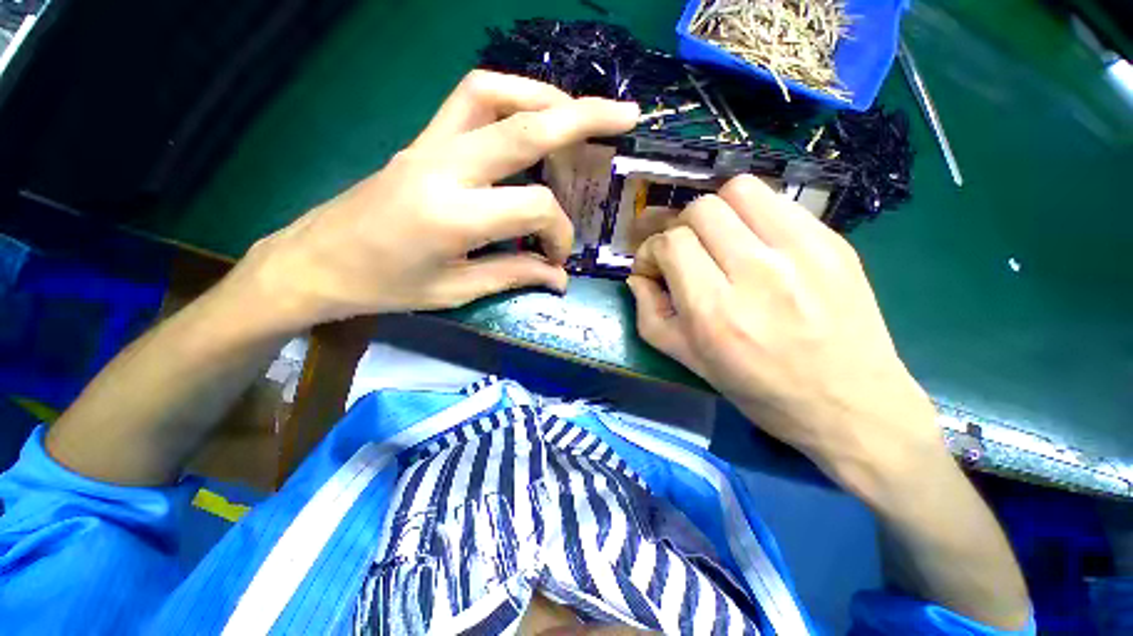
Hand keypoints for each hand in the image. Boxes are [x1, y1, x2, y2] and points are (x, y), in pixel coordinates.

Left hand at [231, 71, 639, 331]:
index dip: (559, 233)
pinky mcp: (422, 139)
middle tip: (626, 116)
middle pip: (525, 125)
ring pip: (494, 92)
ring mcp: (429, 144)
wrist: (318, 261)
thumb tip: (559, 278)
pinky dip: (509, 97)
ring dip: (544, 97)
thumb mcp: (456, 291)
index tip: (557, 259)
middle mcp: (444, 166)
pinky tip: (529, 120)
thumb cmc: (386, 286)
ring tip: (576, 116)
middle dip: (583, 118)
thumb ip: (514, 275)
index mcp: (452, 215)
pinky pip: (469, 99)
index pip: (534, 206)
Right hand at [627, 175, 945, 493]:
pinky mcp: (833, 241)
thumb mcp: (689, 361)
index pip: (671, 244)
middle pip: (700, 210)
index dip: (651, 250)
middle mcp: (757, 274)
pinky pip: (777, 200)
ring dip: (715, 211)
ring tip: (717, 239)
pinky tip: (752, 241)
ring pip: (738, 189)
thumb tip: (637, 277)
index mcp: (716, 312)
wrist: (849, 402)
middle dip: (678, 228)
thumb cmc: (758, 389)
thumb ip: (650, 314)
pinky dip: (751, 213)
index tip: (654, 267)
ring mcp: (802, 252)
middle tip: (684, 253)